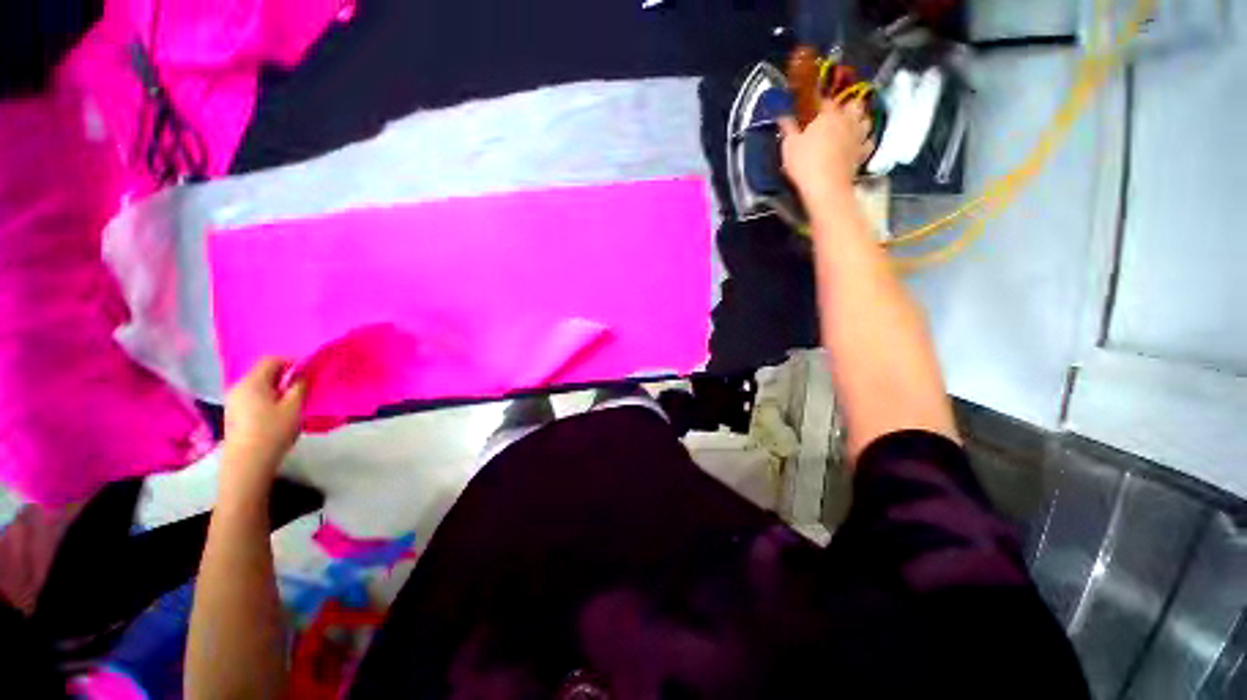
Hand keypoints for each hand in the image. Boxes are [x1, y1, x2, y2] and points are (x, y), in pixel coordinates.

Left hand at [221, 357, 305, 500]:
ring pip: (257, 385)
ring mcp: (233, 401)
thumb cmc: (273, 431)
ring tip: (291, 400)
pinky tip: (276, 412)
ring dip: (275, 387)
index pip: (271, 359)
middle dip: (283, 375)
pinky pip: (252, 396)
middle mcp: (238, 386)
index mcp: (252, 382)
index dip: (291, 360)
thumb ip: (299, 386)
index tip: (308, 371)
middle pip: (263, 372)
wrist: (247, 462)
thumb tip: (301, 375)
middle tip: (302, 386)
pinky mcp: (233, 413)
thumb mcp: (294, 407)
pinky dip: (266, 397)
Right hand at [779, 98, 874, 199]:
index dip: (820, 103)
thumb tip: (783, 116)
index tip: (813, 109)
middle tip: (838, 114)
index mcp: (828, 116)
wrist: (825, 186)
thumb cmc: (805, 163)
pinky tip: (859, 144)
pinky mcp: (863, 153)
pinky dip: (866, 141)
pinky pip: (869, 142)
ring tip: (852, 126)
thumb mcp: (789, 145)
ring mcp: (858, 137)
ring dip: (860, 121)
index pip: (826, 101)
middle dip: (848, 107)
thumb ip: (788, 129)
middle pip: (854, 106)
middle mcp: (847, 121)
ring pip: (866, 121)